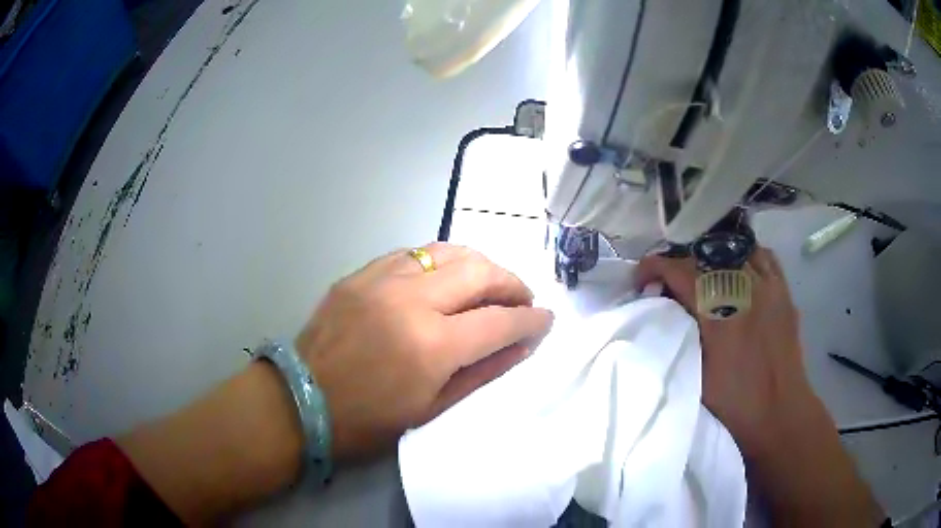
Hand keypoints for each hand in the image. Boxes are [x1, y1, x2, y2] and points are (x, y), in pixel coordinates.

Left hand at [296, 243, 553, 460]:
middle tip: (521, 299)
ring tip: (489, 284)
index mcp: (432, 345)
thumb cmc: (367, 421)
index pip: (500, 321)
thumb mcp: (432, 409)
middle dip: (512, 283)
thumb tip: (521, 345)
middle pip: (480, 271)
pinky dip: (439, 261)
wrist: (300, 402)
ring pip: (447, 251)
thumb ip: (483, 371)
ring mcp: (381, 280)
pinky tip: (444, 278)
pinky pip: (412, 254)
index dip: (531, 320)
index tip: (545, 320)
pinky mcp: (360, 274)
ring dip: (479, 264)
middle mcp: (411, 300)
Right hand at [636, 247, 815, 452]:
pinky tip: (738, 273)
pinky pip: (763, 257)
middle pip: (705, 255)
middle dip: (680, 262)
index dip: (655, 266)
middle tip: (669, 281)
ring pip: (735, 249)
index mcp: (719, 313)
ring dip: (713, 258)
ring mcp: (768, 287)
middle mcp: (745, 289)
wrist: (778, 412)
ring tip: (704, 275)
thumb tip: (663, 309)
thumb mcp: (696, 372)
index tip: (641, 277)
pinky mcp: (784, 291)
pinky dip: (745, 258)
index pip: (680, 270)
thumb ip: (681, 333)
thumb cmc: (734, 402)